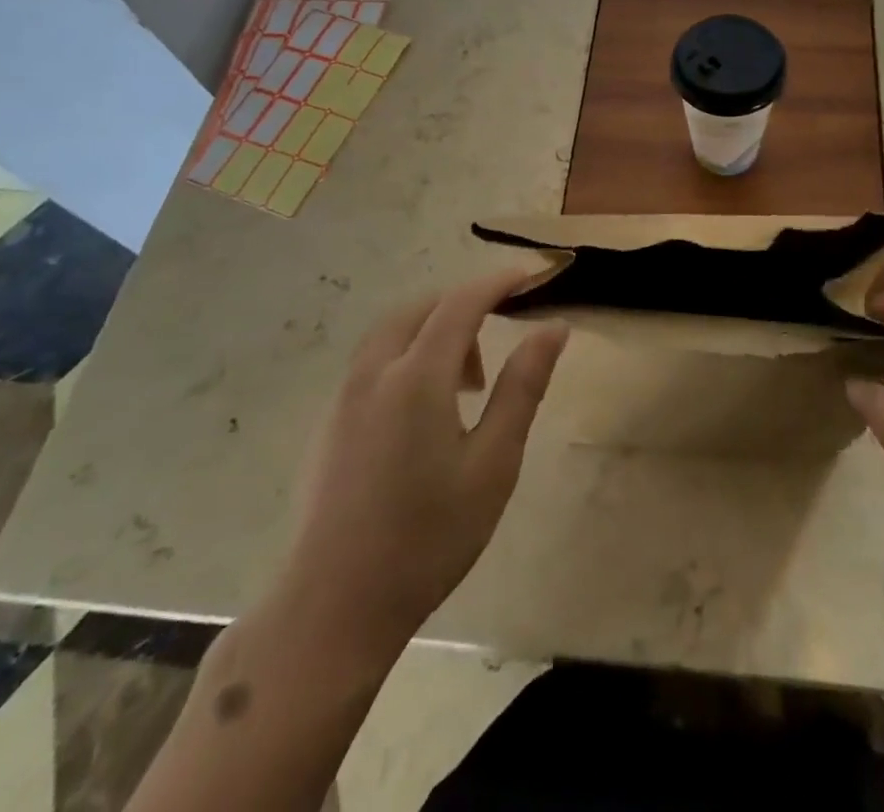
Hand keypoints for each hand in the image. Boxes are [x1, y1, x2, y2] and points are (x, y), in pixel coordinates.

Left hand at [274, 270, 566, 655]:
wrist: (333, 608)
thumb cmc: (428, 537)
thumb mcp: (493, 463)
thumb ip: (523, 387)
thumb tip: (553, 328)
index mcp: (416, 377)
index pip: (461, 303)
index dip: (497, 282)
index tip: (530, 276)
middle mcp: (374, 373)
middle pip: (421, 308)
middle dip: (464, 306)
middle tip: (500, 333)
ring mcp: (344, 397)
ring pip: (393, 333)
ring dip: (435, 332)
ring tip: (468, 384)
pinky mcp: (330, 423)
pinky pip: (375, 361)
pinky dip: (409, 356)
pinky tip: (428, 410)